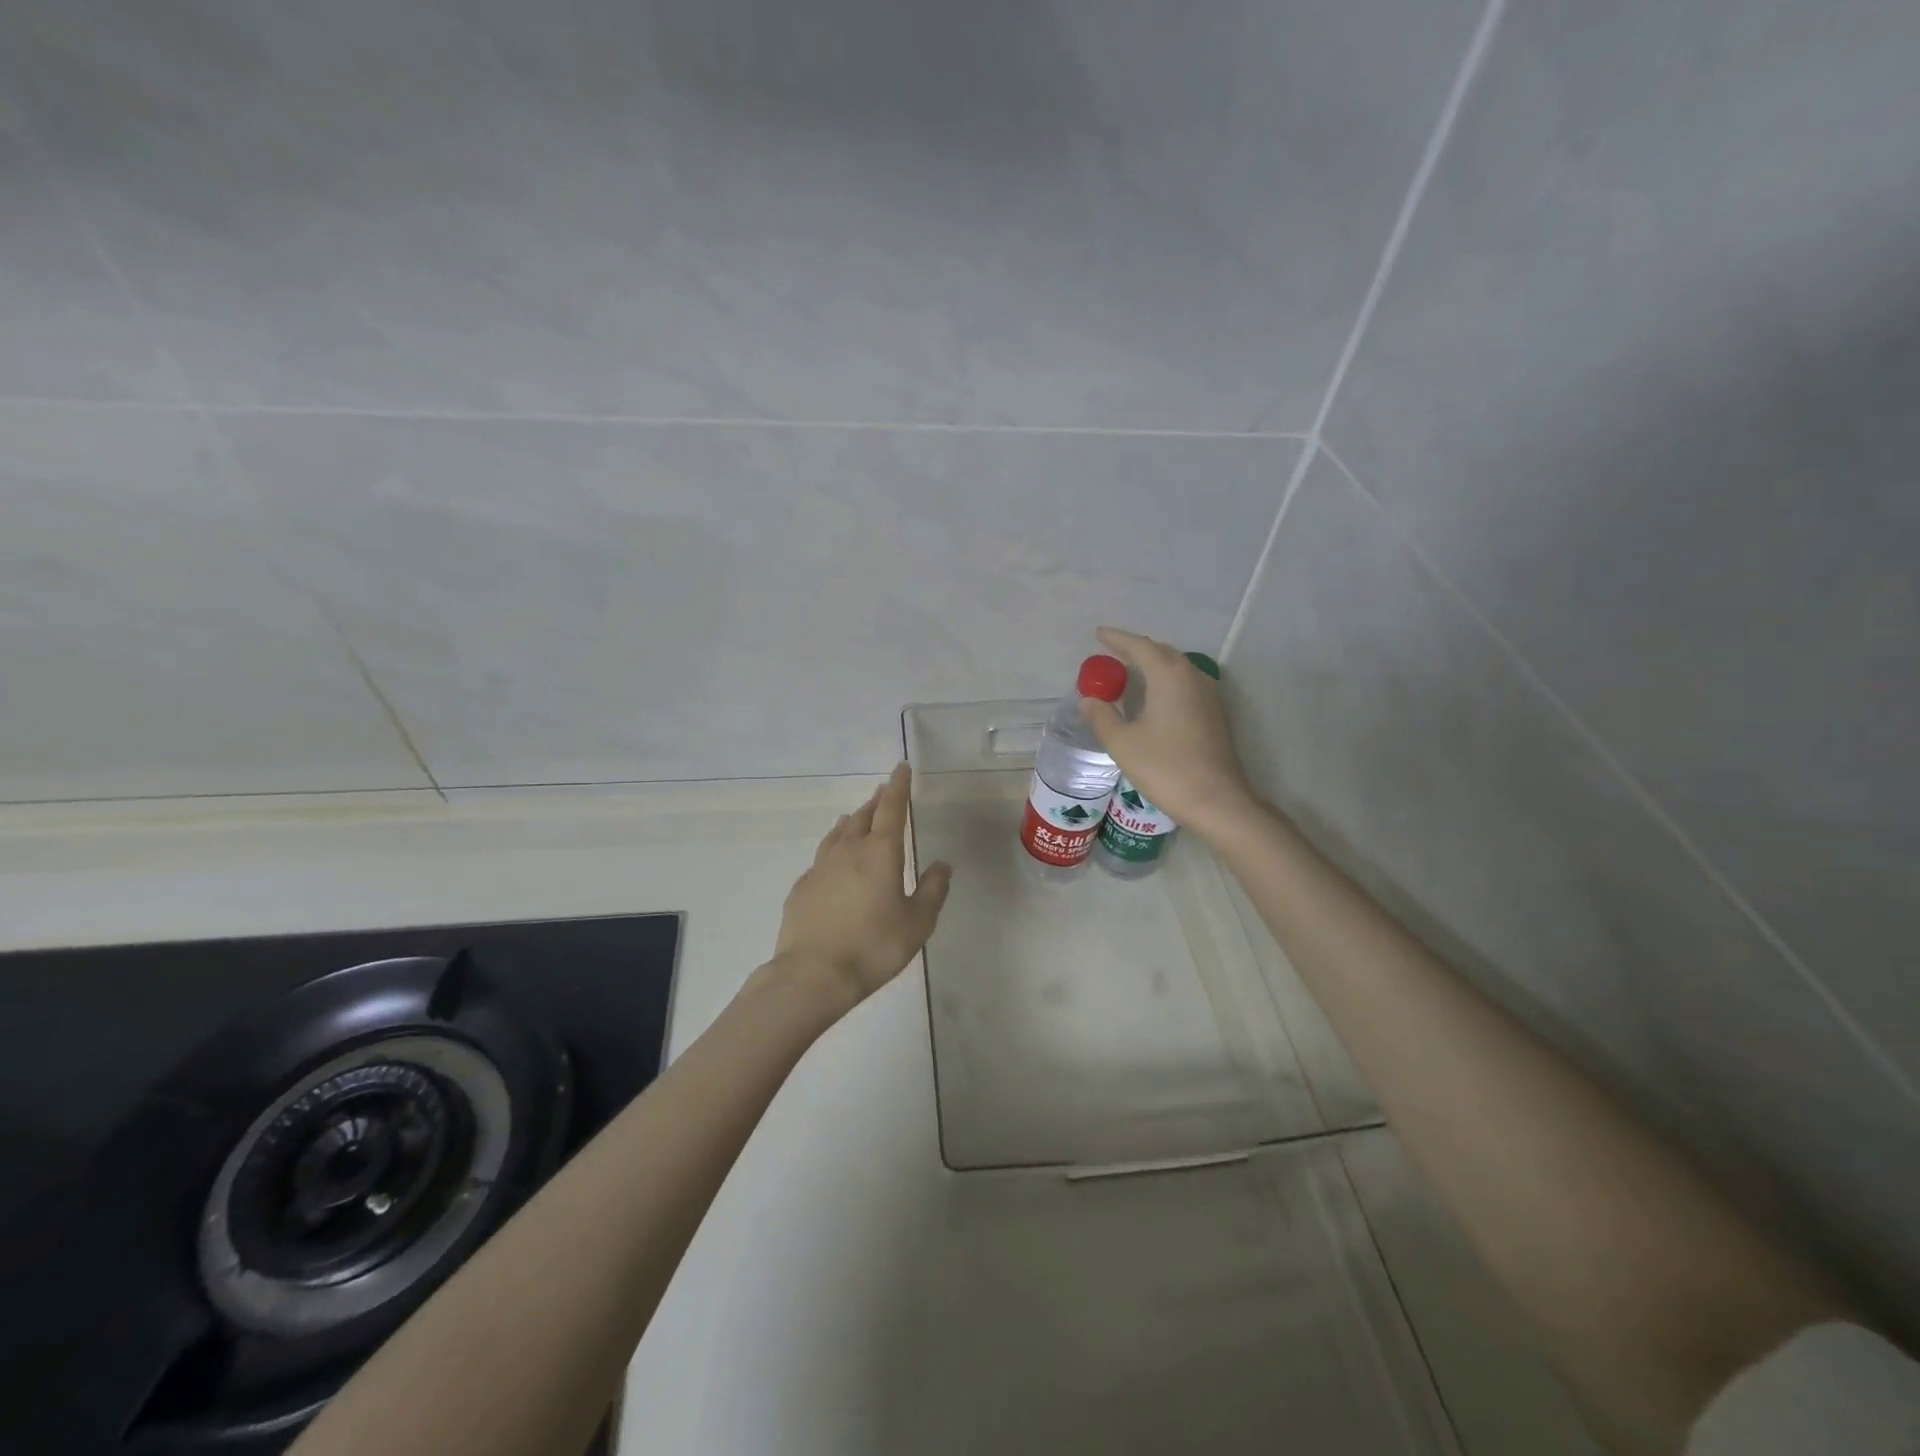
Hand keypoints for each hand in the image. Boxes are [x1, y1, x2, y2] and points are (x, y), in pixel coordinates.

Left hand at [771, 763, 952, 1017]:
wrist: (813, 975)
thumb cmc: (874, 947)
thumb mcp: (917, 923)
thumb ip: (933, 890)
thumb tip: (943, 864)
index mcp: (880, 854)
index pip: (891, 809)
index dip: (898, 787)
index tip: (900, 768)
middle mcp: (848, 852)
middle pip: (863, 817)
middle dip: (876, 802)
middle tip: (883, 792)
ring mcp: (820, 868)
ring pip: (838, 834)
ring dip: (852, 821)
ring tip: (857, 817)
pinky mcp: (802, 888)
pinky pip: (821, 858)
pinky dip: (833, 849)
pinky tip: (833, 862)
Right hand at [1080, 627, 1255, 839]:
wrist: (1216, 800)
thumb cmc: (1165, 768)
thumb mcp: (1122, 743)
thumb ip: (1102, 717)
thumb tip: (1089, 700)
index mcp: (1169, 676)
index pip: (1140, 646)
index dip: (1117, 639)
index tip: (1098, 634)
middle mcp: (1192, 677)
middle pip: (1161, 652)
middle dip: (1136, 649)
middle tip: (1112, 653)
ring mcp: (1208, 695)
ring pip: (1177, 667)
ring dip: (1153, 664)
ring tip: (1131, 671)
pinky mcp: (1214, 714)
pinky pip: (1185, 684)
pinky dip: (1165, 680)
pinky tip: (1155, 696)